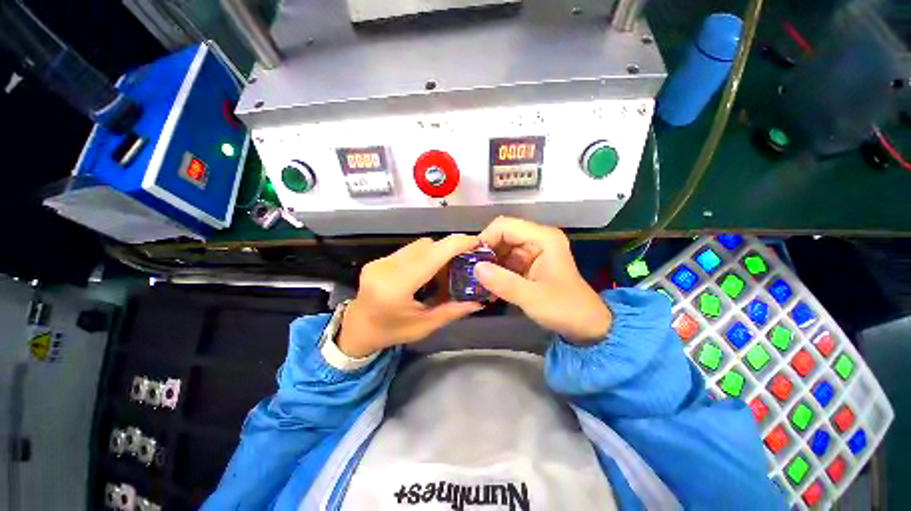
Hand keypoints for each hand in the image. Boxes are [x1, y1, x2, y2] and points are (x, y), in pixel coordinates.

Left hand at [337, 235, 484, 357]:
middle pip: (426, 246)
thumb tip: (479, 301)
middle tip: (465, 260)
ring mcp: (380, 261)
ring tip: (446, 268)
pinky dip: (424, 255)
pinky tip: (428, 270)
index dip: (455, 244)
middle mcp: (386, 268)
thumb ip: (453, 311)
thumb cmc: (392, 332)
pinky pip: (409, 250)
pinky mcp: (379, 259)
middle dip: (449, 248)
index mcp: (396, 287)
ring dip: (437, 251)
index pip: (431, 256)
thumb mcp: (425, 326)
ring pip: (418, 245)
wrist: (357, 329)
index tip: (475, 242)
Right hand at [474, 217, 611, 343]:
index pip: (505, 226)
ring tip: (477, 279)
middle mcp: (537, 239)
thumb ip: (503, 282)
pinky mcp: (529, 263)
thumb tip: (476, 268)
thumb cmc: (564, 308)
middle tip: (472, 271)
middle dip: (485, 252)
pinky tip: (488, 283)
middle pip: (502, 235)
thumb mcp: (532, 297)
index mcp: (543, 238)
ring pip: (501, 248)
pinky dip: (496, 270)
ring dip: (489, 262)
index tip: (472, 259)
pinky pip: (506, 260)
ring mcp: (533, 250)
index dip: (486, 238)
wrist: (586, 325)